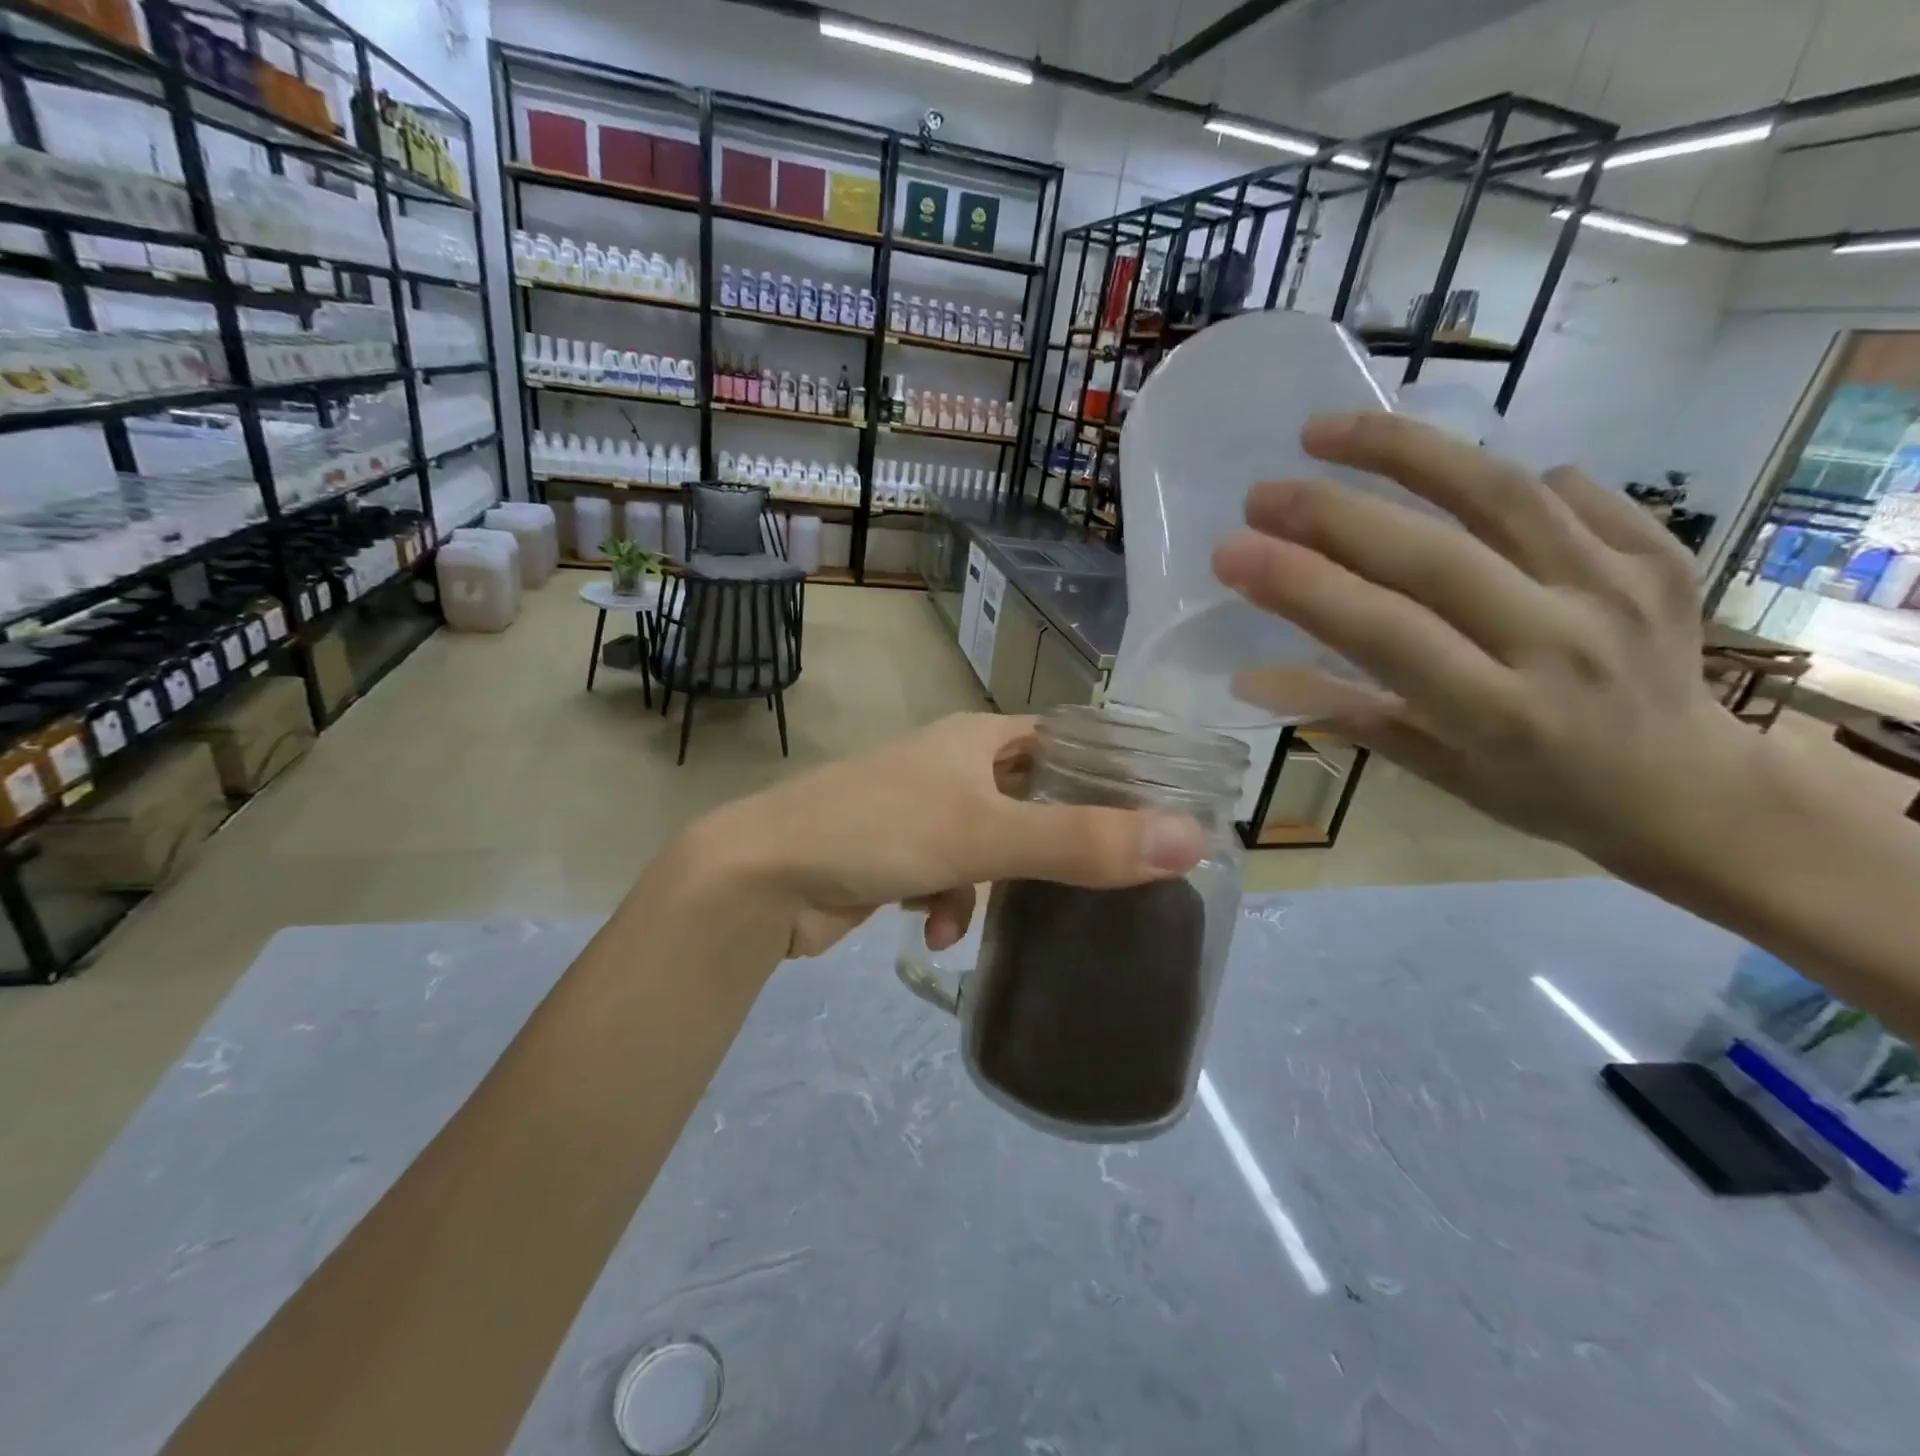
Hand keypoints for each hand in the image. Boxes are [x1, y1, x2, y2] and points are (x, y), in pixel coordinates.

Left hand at [695, 713, 1205, 956]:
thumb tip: (1191, 840)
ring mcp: (920, 810)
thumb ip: (1083, 842)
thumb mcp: (988, 836)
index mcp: (977, 739)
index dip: (1108, 771)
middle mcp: (951, 766)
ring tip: (985, 911)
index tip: (1152, 815)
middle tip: (1099, 879)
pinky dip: (949, 902)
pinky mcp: (895, 855)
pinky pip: (948, 876)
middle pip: (1031, 798)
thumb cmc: (879, 831)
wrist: (764, 876)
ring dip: (996, 884)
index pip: (1063, 741)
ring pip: (992, 845)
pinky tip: (937, 930)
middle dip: (1055, 841)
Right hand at [1210, 411, 1755, 886]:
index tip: (1231, 552)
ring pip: (1500, 493)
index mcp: (1497, 713)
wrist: (1690, 787)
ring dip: (1402, 452)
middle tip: (1260, 494)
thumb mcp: (1434, 771)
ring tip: (1327, 431)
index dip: (1302, 586)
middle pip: (1433, 555)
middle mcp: (1561, 643)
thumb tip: (1248, 677)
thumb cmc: (1538, 792)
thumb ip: (1347, 714)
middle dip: (1331, 514)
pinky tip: (1440, 475)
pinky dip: (1490, 474)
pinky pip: (1565, 490)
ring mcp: (1620, 588)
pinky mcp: (1660, 552)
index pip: (1384, 632)